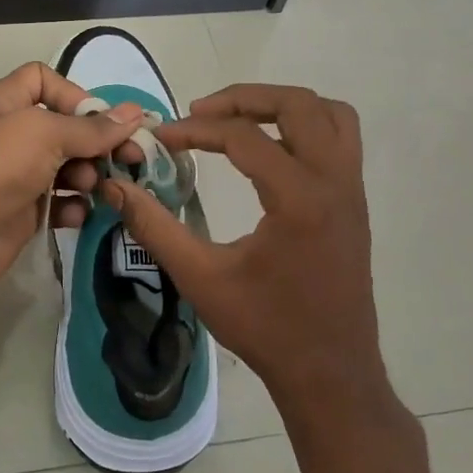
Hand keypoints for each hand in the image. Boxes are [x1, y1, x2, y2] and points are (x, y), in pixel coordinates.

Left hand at [0, 63, 144, 317]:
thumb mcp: (41, 135)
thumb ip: (90, 128)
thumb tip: (134, 113)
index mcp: (5, 103)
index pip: (44, 80)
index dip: (75, 95)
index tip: (102, 121)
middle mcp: (12, 135)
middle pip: (66, 127)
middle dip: (97, 142)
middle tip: (130, 159)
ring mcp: (17, 176)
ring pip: (68, 167)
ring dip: (89, 176)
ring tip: (95, 188)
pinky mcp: (23, 214)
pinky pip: (60, 203)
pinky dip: (73, 207)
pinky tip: (76, 216)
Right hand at [101, 84, 404, 427]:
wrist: (330, 374)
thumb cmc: (265, 328)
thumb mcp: (200, 278)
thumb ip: (155, 227)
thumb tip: (116, 188)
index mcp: (299, 199)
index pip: (244, 137)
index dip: (195, 130)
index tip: (161, 137)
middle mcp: (334, 182)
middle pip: (297, 105)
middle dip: (244, 99)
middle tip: (200, 112)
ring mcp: (352, 191)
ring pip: (330, 114)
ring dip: (282, 106)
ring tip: (239, 121)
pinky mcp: (355, 203)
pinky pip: (341, 139)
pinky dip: (306, 127)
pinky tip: (271, 150)